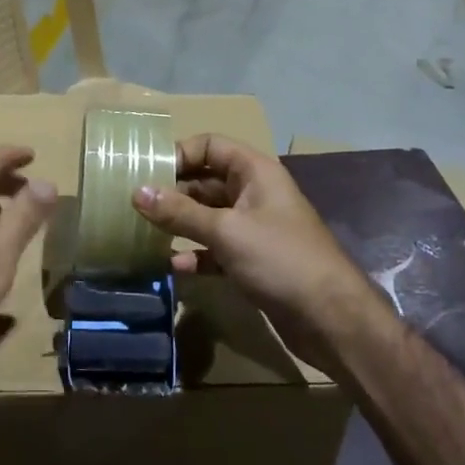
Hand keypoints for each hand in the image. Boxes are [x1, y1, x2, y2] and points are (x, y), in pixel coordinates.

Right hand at [132, 135, 379, 372]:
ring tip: (143, 231)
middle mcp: (253, 192)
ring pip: (207, 215)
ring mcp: (253, 227)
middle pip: (205, 180)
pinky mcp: (252, 260)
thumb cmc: (280, 259)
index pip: (210, 145)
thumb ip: (180, 212)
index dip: (179, 154)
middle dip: (172, 191)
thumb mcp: (226, 231)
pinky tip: (173, 265)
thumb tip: (137, 191)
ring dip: (179, 223)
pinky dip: (195, 253)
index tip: (146, 172)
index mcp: (255, 171)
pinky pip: (215, 248)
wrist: (330, 319)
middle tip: (134, 203)